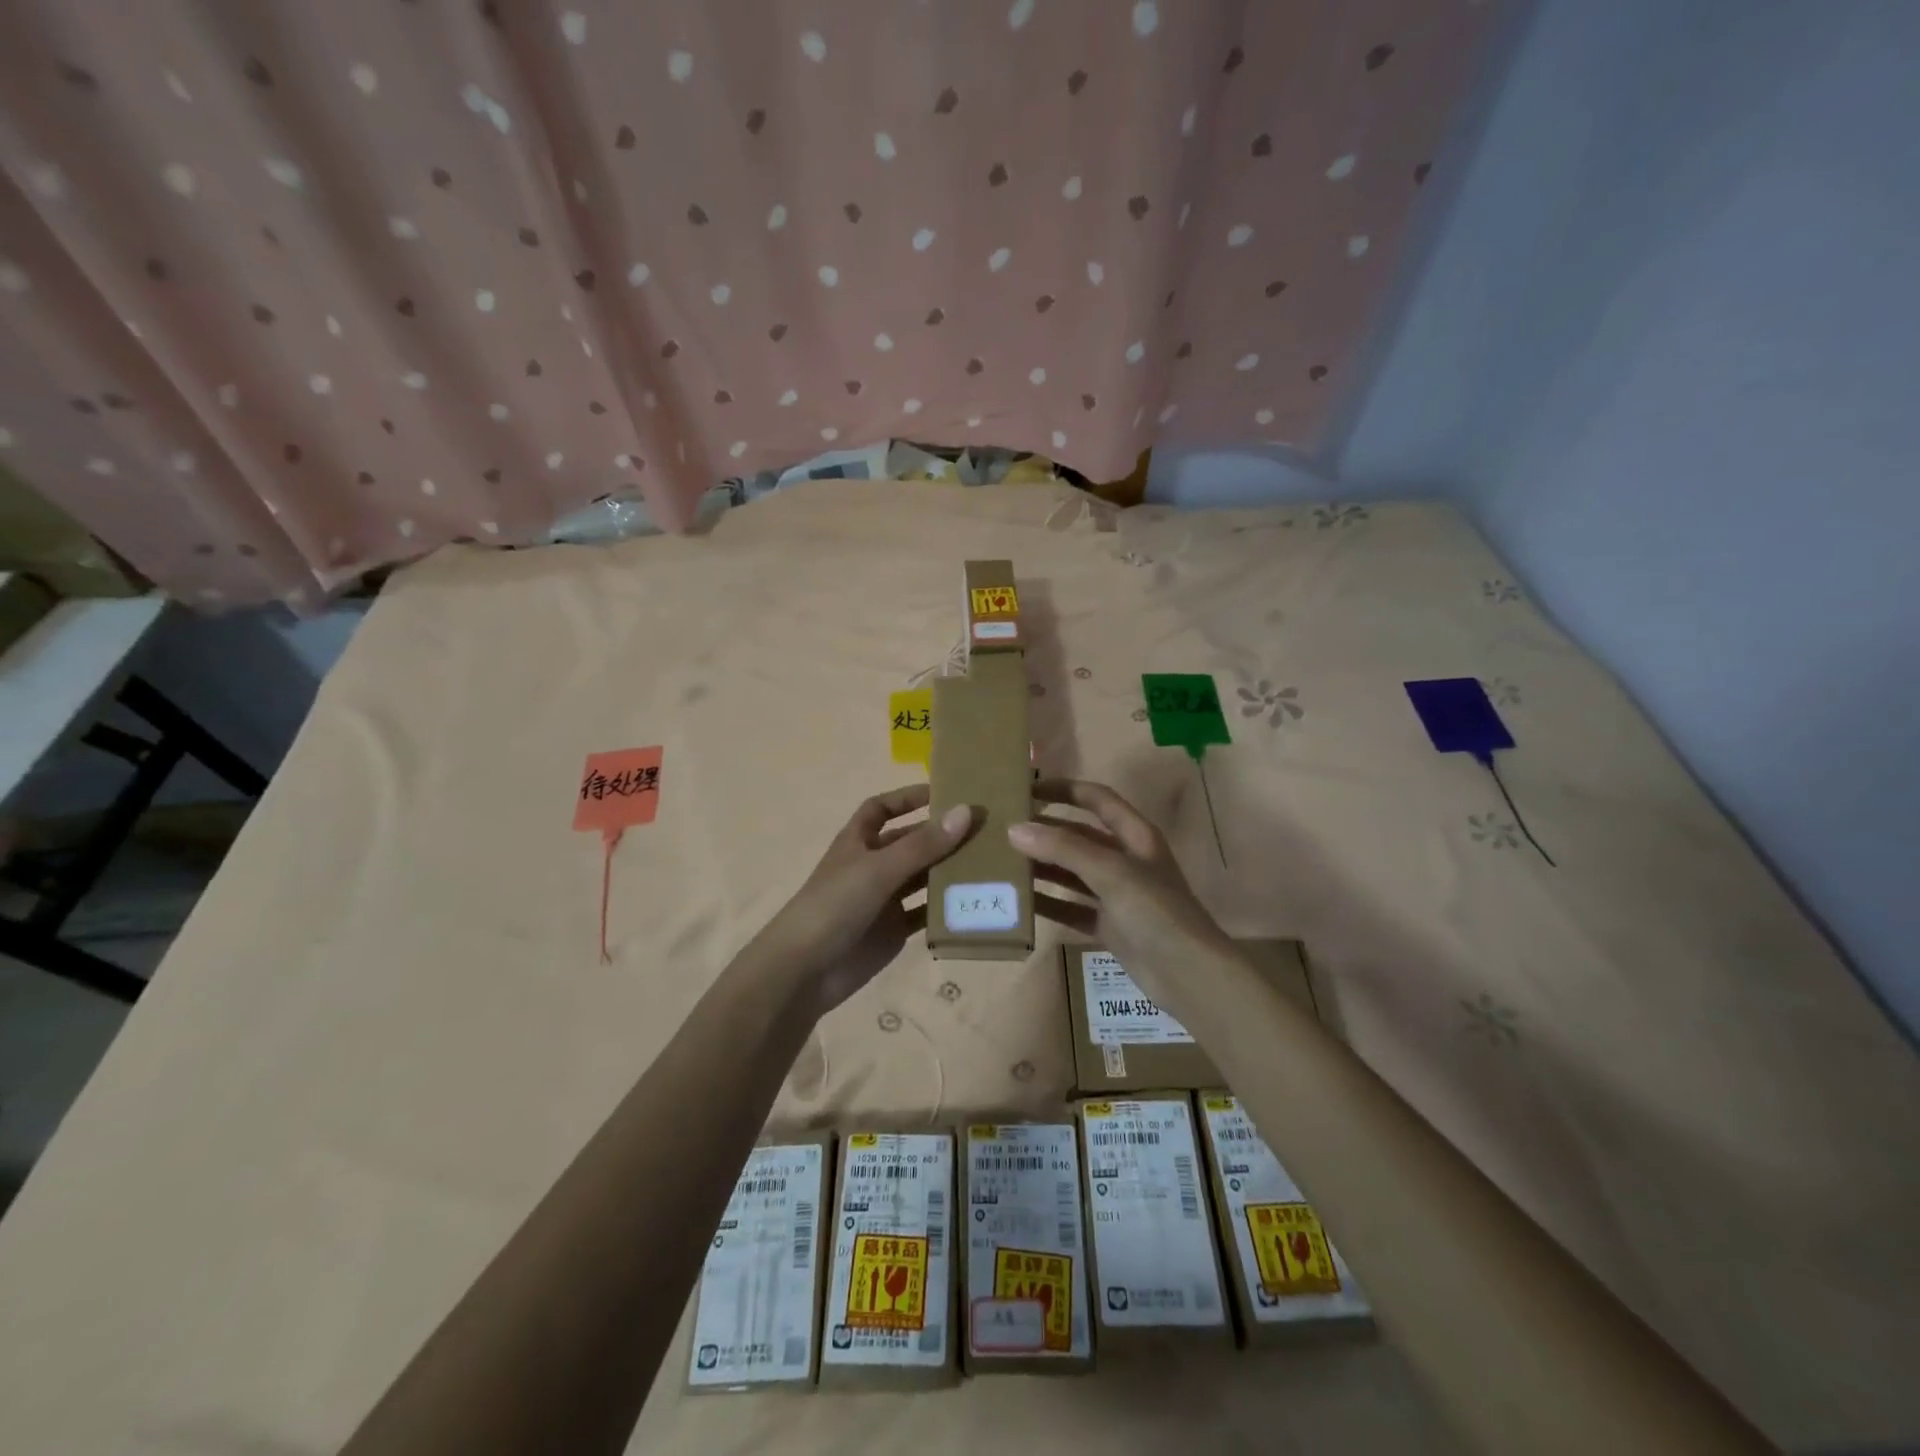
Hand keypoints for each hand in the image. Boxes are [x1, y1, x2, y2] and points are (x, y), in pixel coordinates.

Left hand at [754, 784, 973, 1016]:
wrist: (805, 971)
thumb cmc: (835, 906)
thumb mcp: (879, 869)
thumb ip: (923, 844)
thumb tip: (966, 811)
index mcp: (858, 842)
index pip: (881, 809)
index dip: (907, 798)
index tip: (943, 793)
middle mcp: (871, 866)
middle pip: (910, 843)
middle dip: (941, 836)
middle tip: (985, 830)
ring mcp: (883, 900)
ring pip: (922, 878)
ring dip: (948, 871)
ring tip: (991, 863)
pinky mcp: (894, 931)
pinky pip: (925, 914)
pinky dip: (946, 909)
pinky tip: (975, 903)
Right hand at [1008, 779, 1235, 1004]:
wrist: (1188, 975)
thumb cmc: (1156, 911)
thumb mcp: (1112, 872)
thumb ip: (1064, 849)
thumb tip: (1015, 829)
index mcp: (1135, 835)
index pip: (1096, 799)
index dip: (1064, 789)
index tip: (1027, 789)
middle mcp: (1126, 860)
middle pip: (1079, 836)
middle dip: (1045, 831)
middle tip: (1003, 830)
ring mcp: (1117, 894)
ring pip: (1072, 872)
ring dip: (1042, 867)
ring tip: (1003, 863)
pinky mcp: (1109, 925)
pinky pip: (1071, 907)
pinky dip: (1049, 903)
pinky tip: (1019, 903)